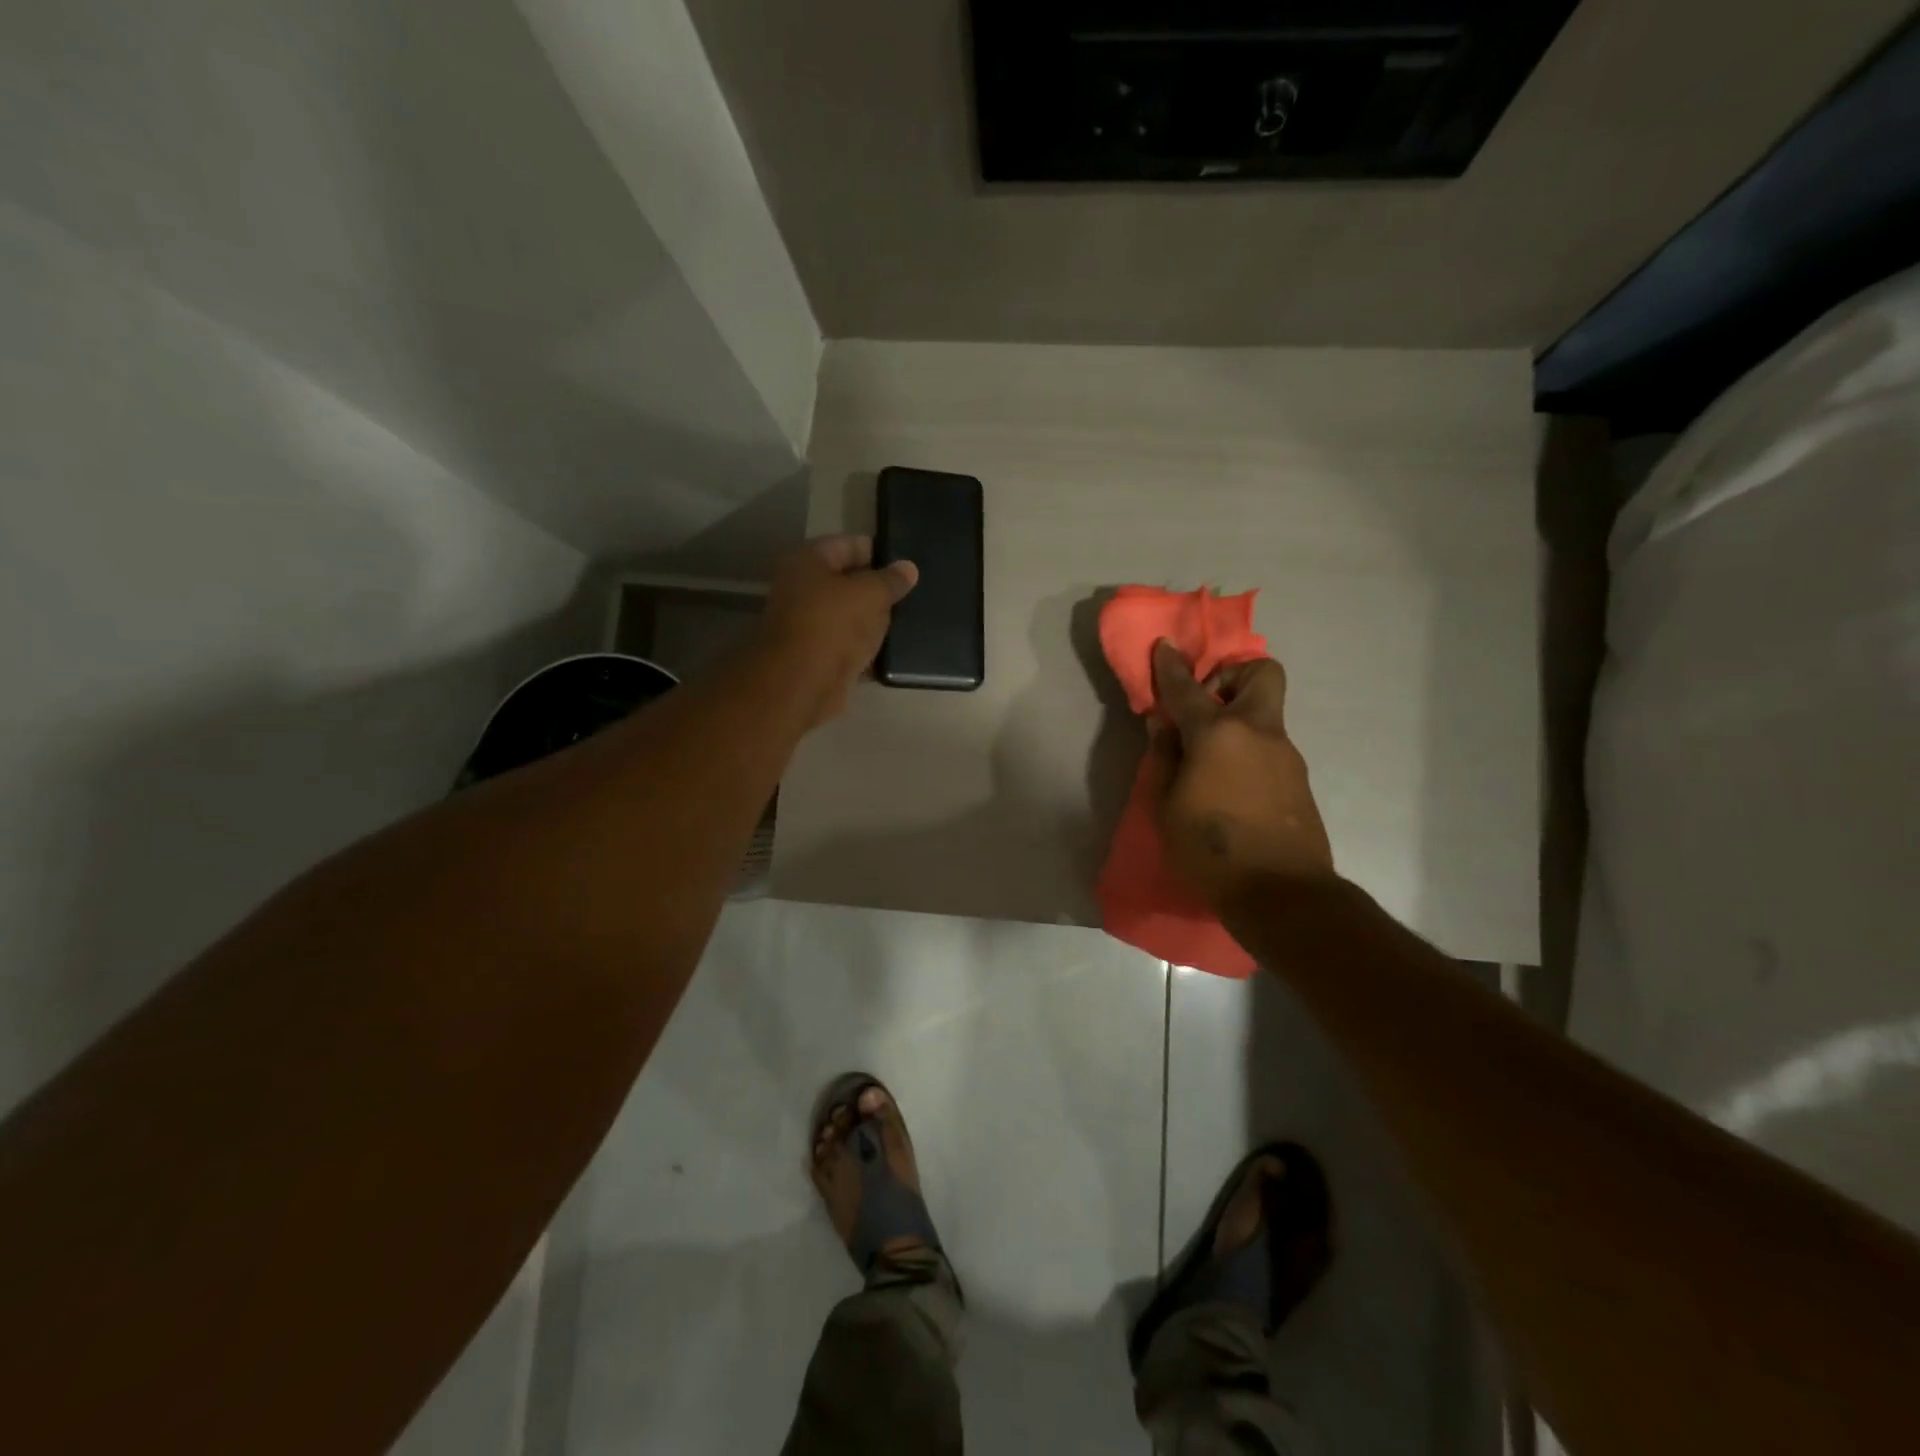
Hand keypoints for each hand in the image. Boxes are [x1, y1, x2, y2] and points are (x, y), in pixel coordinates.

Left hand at [762, 535, 917, 725]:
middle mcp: (802, 590)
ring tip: (910, 622)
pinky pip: (849, 648)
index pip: (849, 545)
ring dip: (874, 622)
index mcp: (808, 562)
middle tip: (913, 594)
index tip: (907, 564)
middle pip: (848, 583)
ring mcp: (808, 627)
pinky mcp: (818, 659)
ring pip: (849, 618)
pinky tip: (894, 653)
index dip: (879, 552)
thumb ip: (891, 580)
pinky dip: (868, 650)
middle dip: (878, 589)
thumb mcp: (871, 594)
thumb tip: (908, 568)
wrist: (802, 684)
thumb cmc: (833, 625)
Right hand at [1145, 640, 1333, 907]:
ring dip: (1237, 718)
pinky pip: (1268, 747)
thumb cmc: (1209, 849)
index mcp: (1217, 734)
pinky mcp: (1298, 779)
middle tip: (1205, 703)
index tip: (1164, 647)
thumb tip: (1165, 725)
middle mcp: (1257, 732)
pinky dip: (1247, 749)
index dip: (1170, 666)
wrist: (1281, 893)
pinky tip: (1229, 786)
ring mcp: (1285, 754)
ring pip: (1264, 714)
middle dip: (1232, 673)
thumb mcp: (1166, 806)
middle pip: (1261, 673)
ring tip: (1207, 758)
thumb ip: (1166, 758)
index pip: (1188, 688)